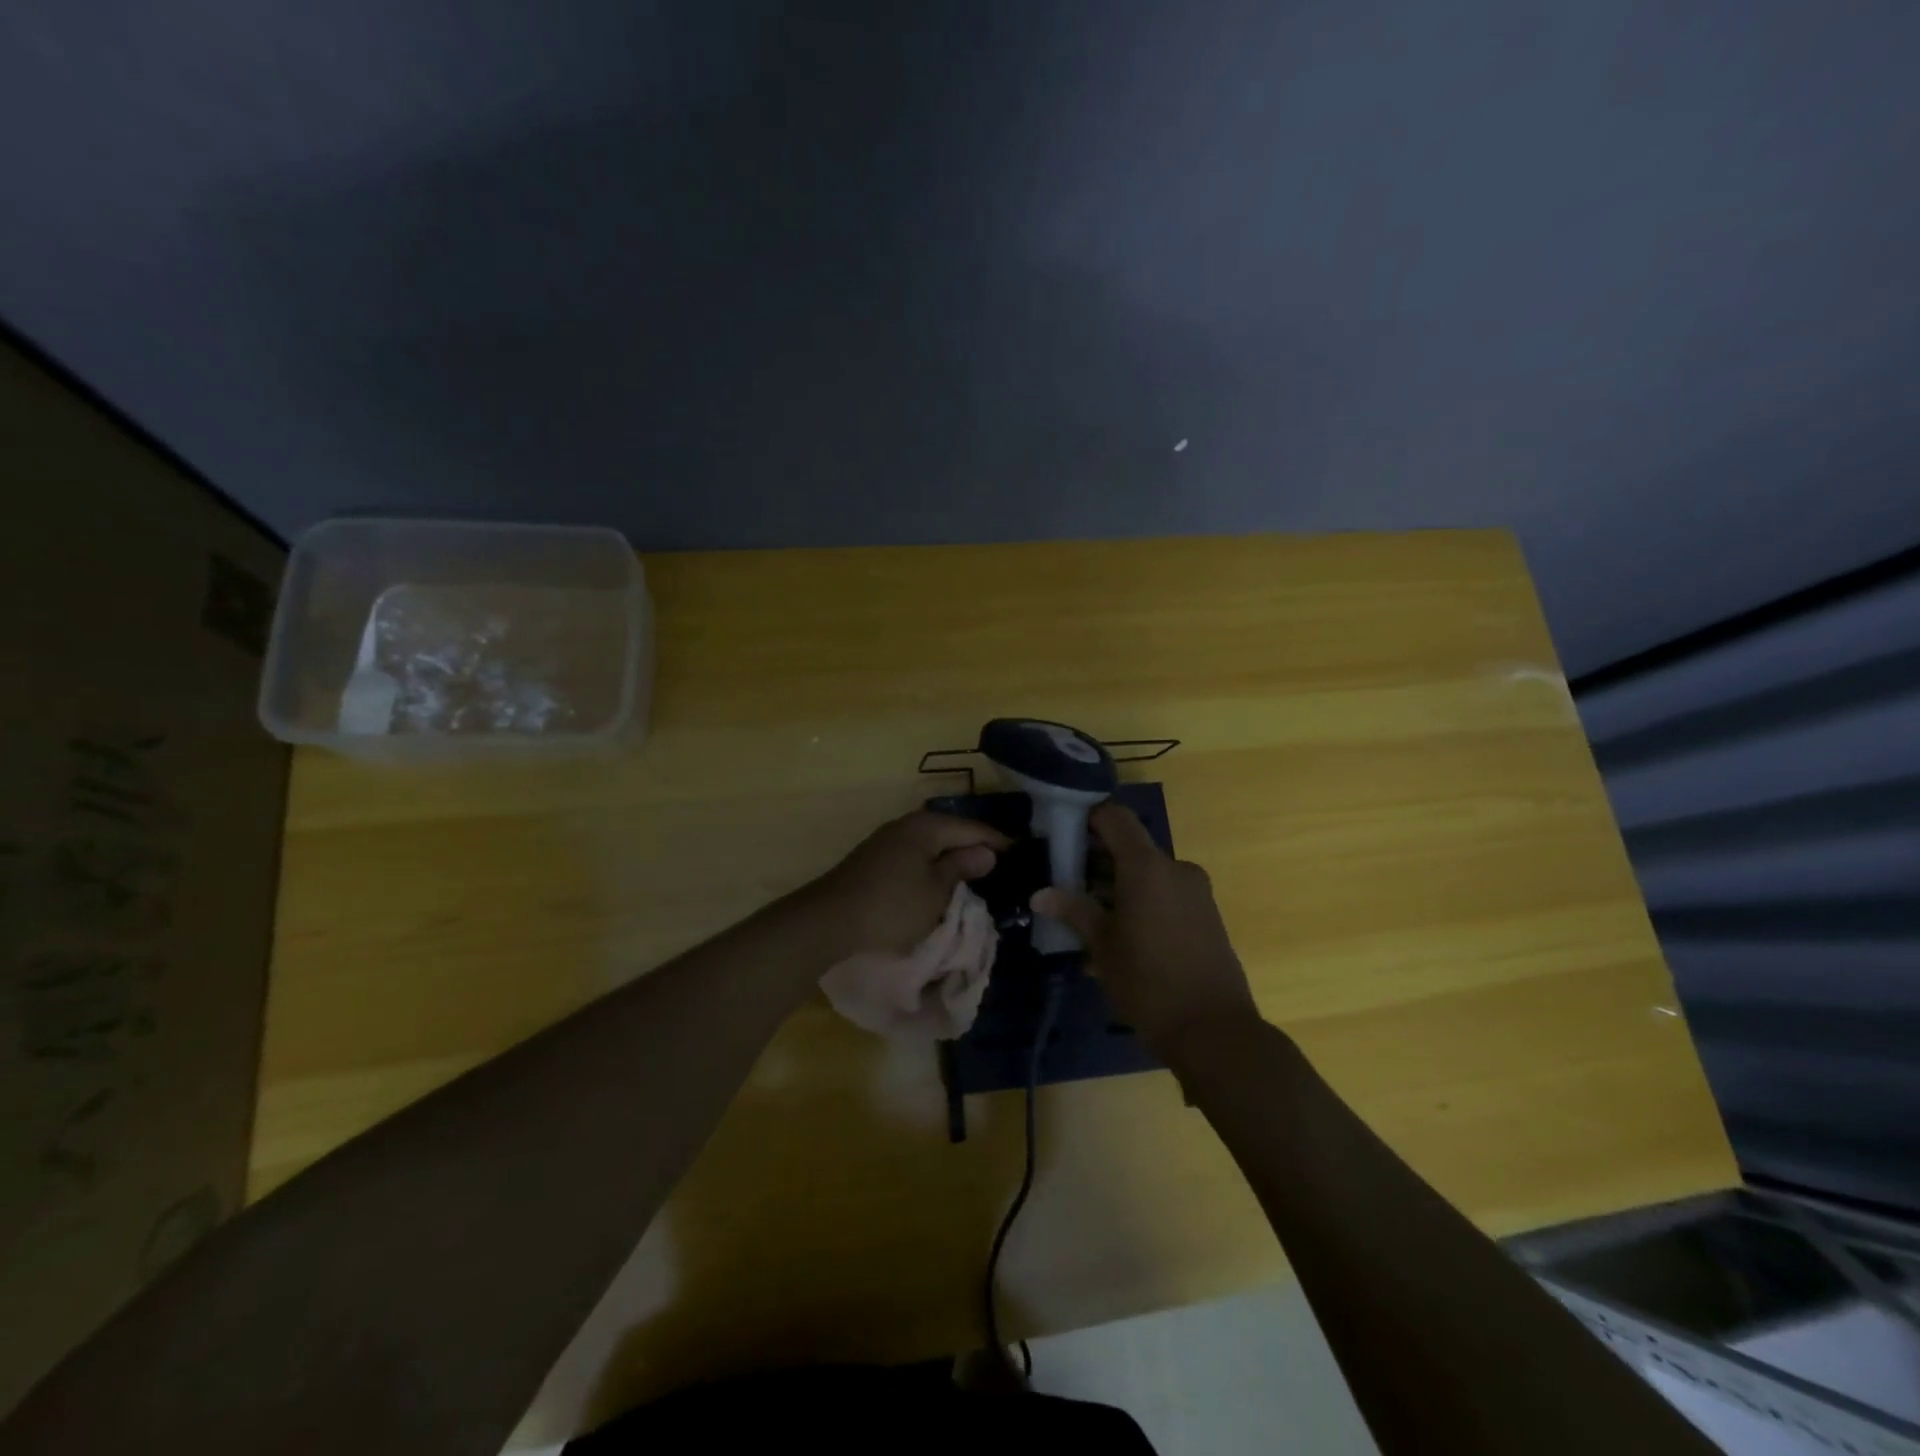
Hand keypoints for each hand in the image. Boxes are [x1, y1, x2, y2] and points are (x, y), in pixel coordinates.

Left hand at [810, 810, 1009, 957]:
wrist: (829, 921)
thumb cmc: (892, 906)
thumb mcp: (936, 891)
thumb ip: (962, 867)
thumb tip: (986, 852)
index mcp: (925, 827)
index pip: (971, 828)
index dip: (997, 840)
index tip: (1021, 850)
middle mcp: (905, 826)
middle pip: (949, 832)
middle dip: (973, 846)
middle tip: (1001, 862)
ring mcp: (886, 842)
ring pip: (930, 845)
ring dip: (951, 857)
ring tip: (975, 873)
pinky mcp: (874, 861)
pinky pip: (914, 856)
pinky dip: (932, 866)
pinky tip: (940, 881)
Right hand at [1033, 803, 1258, 1054]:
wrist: (1214, 1032)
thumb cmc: (1148, 983)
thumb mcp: (1102, 946)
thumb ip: (1073, 911)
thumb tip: (1040, 894)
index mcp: (1147, 867)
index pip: (1115, 817)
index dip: (1088, 817)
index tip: (1062, 834)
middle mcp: (1176, 869)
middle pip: (1130, 848)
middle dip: (1097, 860)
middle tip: (1065, 882)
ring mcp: (1196, 893)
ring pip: (1147, 875)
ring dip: (1117, 886)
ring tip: (1086, 917)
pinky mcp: (1206, 916)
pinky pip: (1165, 896)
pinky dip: (1140, 903)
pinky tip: (1118, 938)